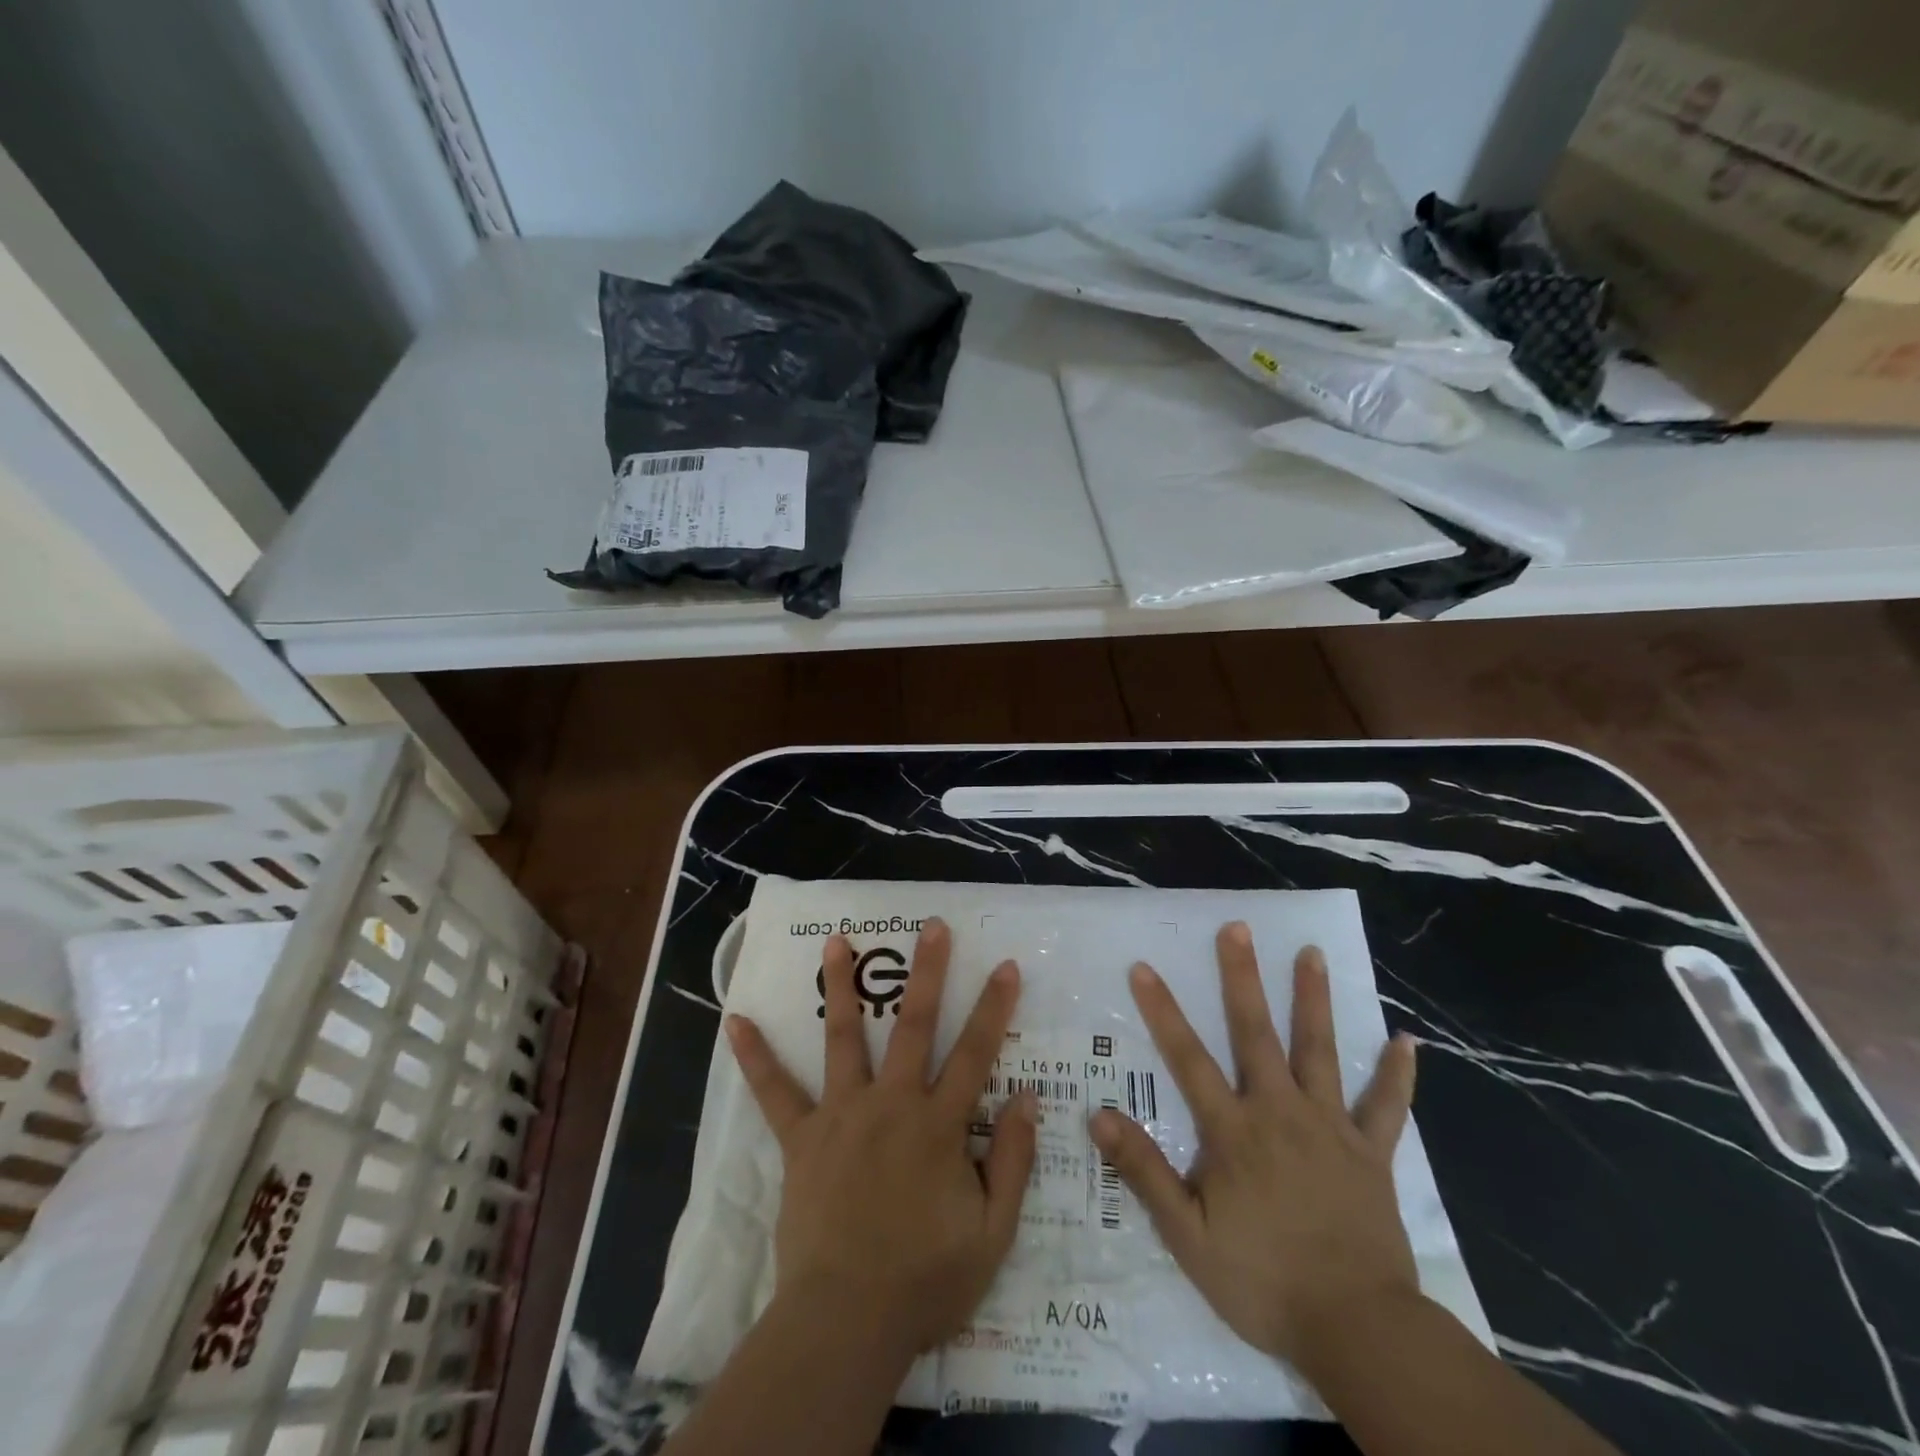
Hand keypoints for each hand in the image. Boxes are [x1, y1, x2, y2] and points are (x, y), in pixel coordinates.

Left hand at [725, 918, 1036, 1354]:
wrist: (847, 1322)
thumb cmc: (925, 1279)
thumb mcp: (992, 1233)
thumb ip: (1014, 1162)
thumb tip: (1028, 1098)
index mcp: (938, 1124)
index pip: (975, 1053)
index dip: (994, 1008)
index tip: (1006, 966)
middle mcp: (890, 1103)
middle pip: (912, 1025)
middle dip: (927, 972)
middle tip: (931, 926)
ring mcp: (841, 1115)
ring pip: (842, 1037)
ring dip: (840, 986)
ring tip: (837, 940)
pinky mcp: (802, 1138)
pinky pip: (775, 1092)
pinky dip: (754, 1057)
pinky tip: (734, 1021)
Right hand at [1089, 922, 1419, 1366]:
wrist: (1357, 1330)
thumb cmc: (1264, 1281)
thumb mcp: (1188, 1236)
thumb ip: (1144, 1171)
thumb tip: (1098, 1115)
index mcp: (1233, 1131)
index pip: (1187, 1058)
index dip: (1162, 1011)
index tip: (1144, 967)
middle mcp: (1279, 1112)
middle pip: (1255, 1033)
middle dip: (1242, 977)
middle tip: (1238, 928)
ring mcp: (1330, 1128)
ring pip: (1320, 1051)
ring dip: (1314, 1000)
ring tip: (1312, 953)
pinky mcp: (1372, 1153)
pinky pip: (1386, 1107)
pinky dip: (1396, 1075)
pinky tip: (1406, 1040)